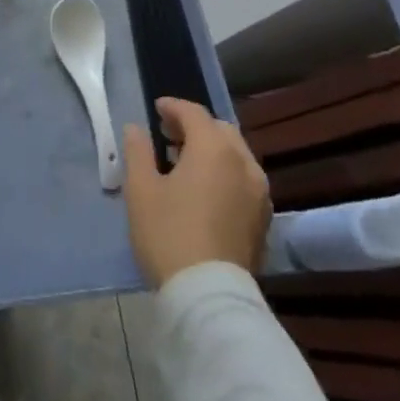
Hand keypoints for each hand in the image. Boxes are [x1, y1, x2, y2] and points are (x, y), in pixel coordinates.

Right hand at [122, 97, 270, 286]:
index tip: (155, 110)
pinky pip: (243, 180)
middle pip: (220, 130)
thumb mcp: (141, 188)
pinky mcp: (263, 219)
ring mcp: (259, 193)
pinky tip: (204, 190)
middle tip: (168, 136)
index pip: (194, 113)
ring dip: (212, 150)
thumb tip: (136, 129)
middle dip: (195, 127)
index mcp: (214, 149)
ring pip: (236, 155)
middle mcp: (244, 164)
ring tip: (184, 163)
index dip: (173, 107)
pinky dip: (224, 172)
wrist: (208, 293)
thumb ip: (138, 151)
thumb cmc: (168, 233)